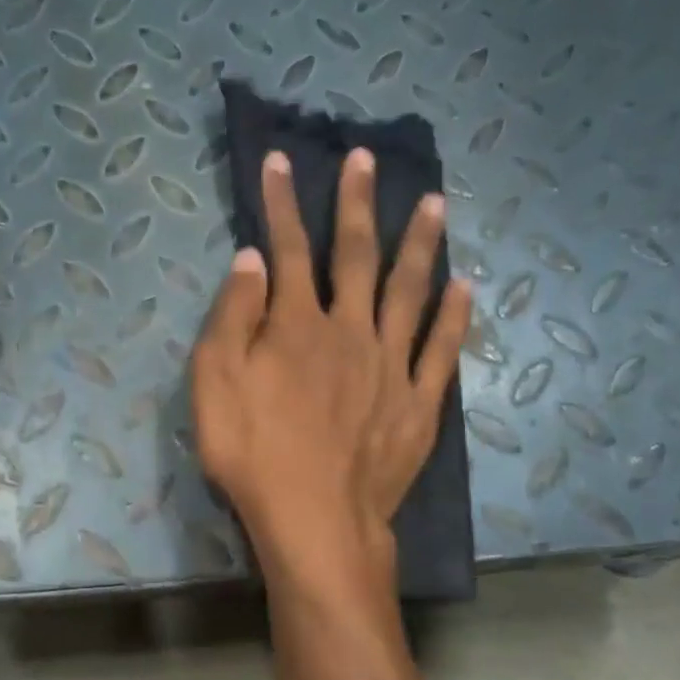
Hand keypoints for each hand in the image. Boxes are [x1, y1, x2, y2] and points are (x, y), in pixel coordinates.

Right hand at [192, 148, 471, 588]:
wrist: (315, 520)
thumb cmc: (253, 455)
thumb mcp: (215, 385)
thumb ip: (233, 318)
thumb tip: (252, 259)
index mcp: (297, 325)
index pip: (287, 250)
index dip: (281, 204)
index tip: (280, 161)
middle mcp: (350, 331)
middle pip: (356, 257)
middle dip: (356, 205)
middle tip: (365, 159)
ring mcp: (392, 366)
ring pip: (410, 291)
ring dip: (420, 244)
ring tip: (434, 203)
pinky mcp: (418, 404)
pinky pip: (442, 350)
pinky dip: (454, 316)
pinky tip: (464, 286)